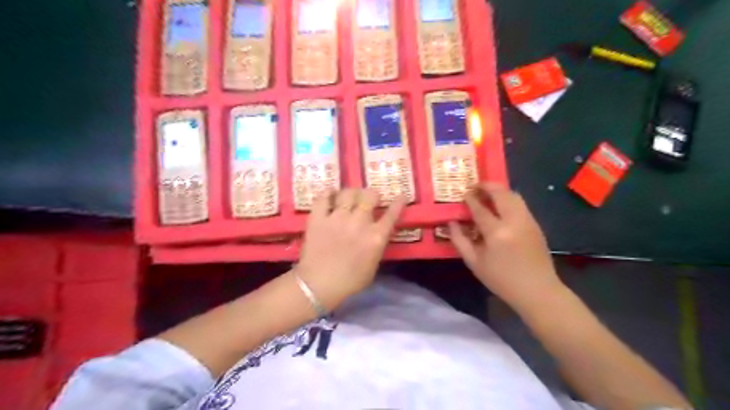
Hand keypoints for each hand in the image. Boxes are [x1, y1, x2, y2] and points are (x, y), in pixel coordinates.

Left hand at [294, 190, 407, 309]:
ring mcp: (337, 217)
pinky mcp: (318, 217)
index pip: (392, 214)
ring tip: (349, 197)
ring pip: (348, 193)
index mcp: (376, 237)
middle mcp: (359, 222)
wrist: (318, 285)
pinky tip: (330, 195)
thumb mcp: (373, 266)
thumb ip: (377, 247)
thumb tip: (377, 235)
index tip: (401, 196)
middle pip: (370, 195)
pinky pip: (323, 197)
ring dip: (351, 193)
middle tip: (368, 200)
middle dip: (372, 195)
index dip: (398, 203)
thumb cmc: (350, 281)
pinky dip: (328, 193)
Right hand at [452, 182, 562, 310]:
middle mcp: (514, 221)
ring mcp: (528, 221)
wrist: (538, 291)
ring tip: (488, 193)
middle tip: (476, 186)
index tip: (463, 193)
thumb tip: (451, 223)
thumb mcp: (475, 263)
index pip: (480, 208)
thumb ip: (460, 240)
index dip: (470, 198)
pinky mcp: (536, 224)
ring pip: (514, 195)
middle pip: (501, 193)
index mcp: (496, 232)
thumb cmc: (502, 280)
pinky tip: (501, 207)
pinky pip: (521, 204)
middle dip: (487, 186)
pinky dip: (509, 199)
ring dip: (500, 190)